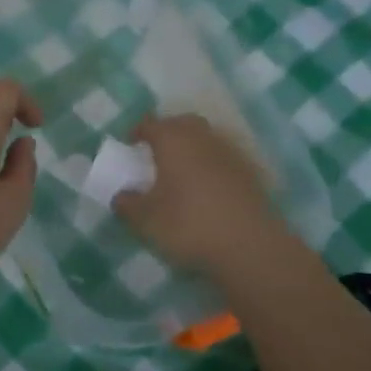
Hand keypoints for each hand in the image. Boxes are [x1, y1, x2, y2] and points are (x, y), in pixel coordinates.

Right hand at [114, 114, 286, 276]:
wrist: (249, 246)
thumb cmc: (189, 225)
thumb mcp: (146, 220)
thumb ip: (127, 204)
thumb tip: (120, 196)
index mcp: (173, 141)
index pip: (151, 124)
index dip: (138, 131)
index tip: (130, 144)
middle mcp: (203, 138)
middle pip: (183, 124)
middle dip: (168, 132)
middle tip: (156, 152)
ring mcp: (230, 153)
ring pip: (206, 140)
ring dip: (191, 148)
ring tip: (180, 172)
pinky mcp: (250, 173)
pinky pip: (223, 159)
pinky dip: (210, 166)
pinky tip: (205, 189)